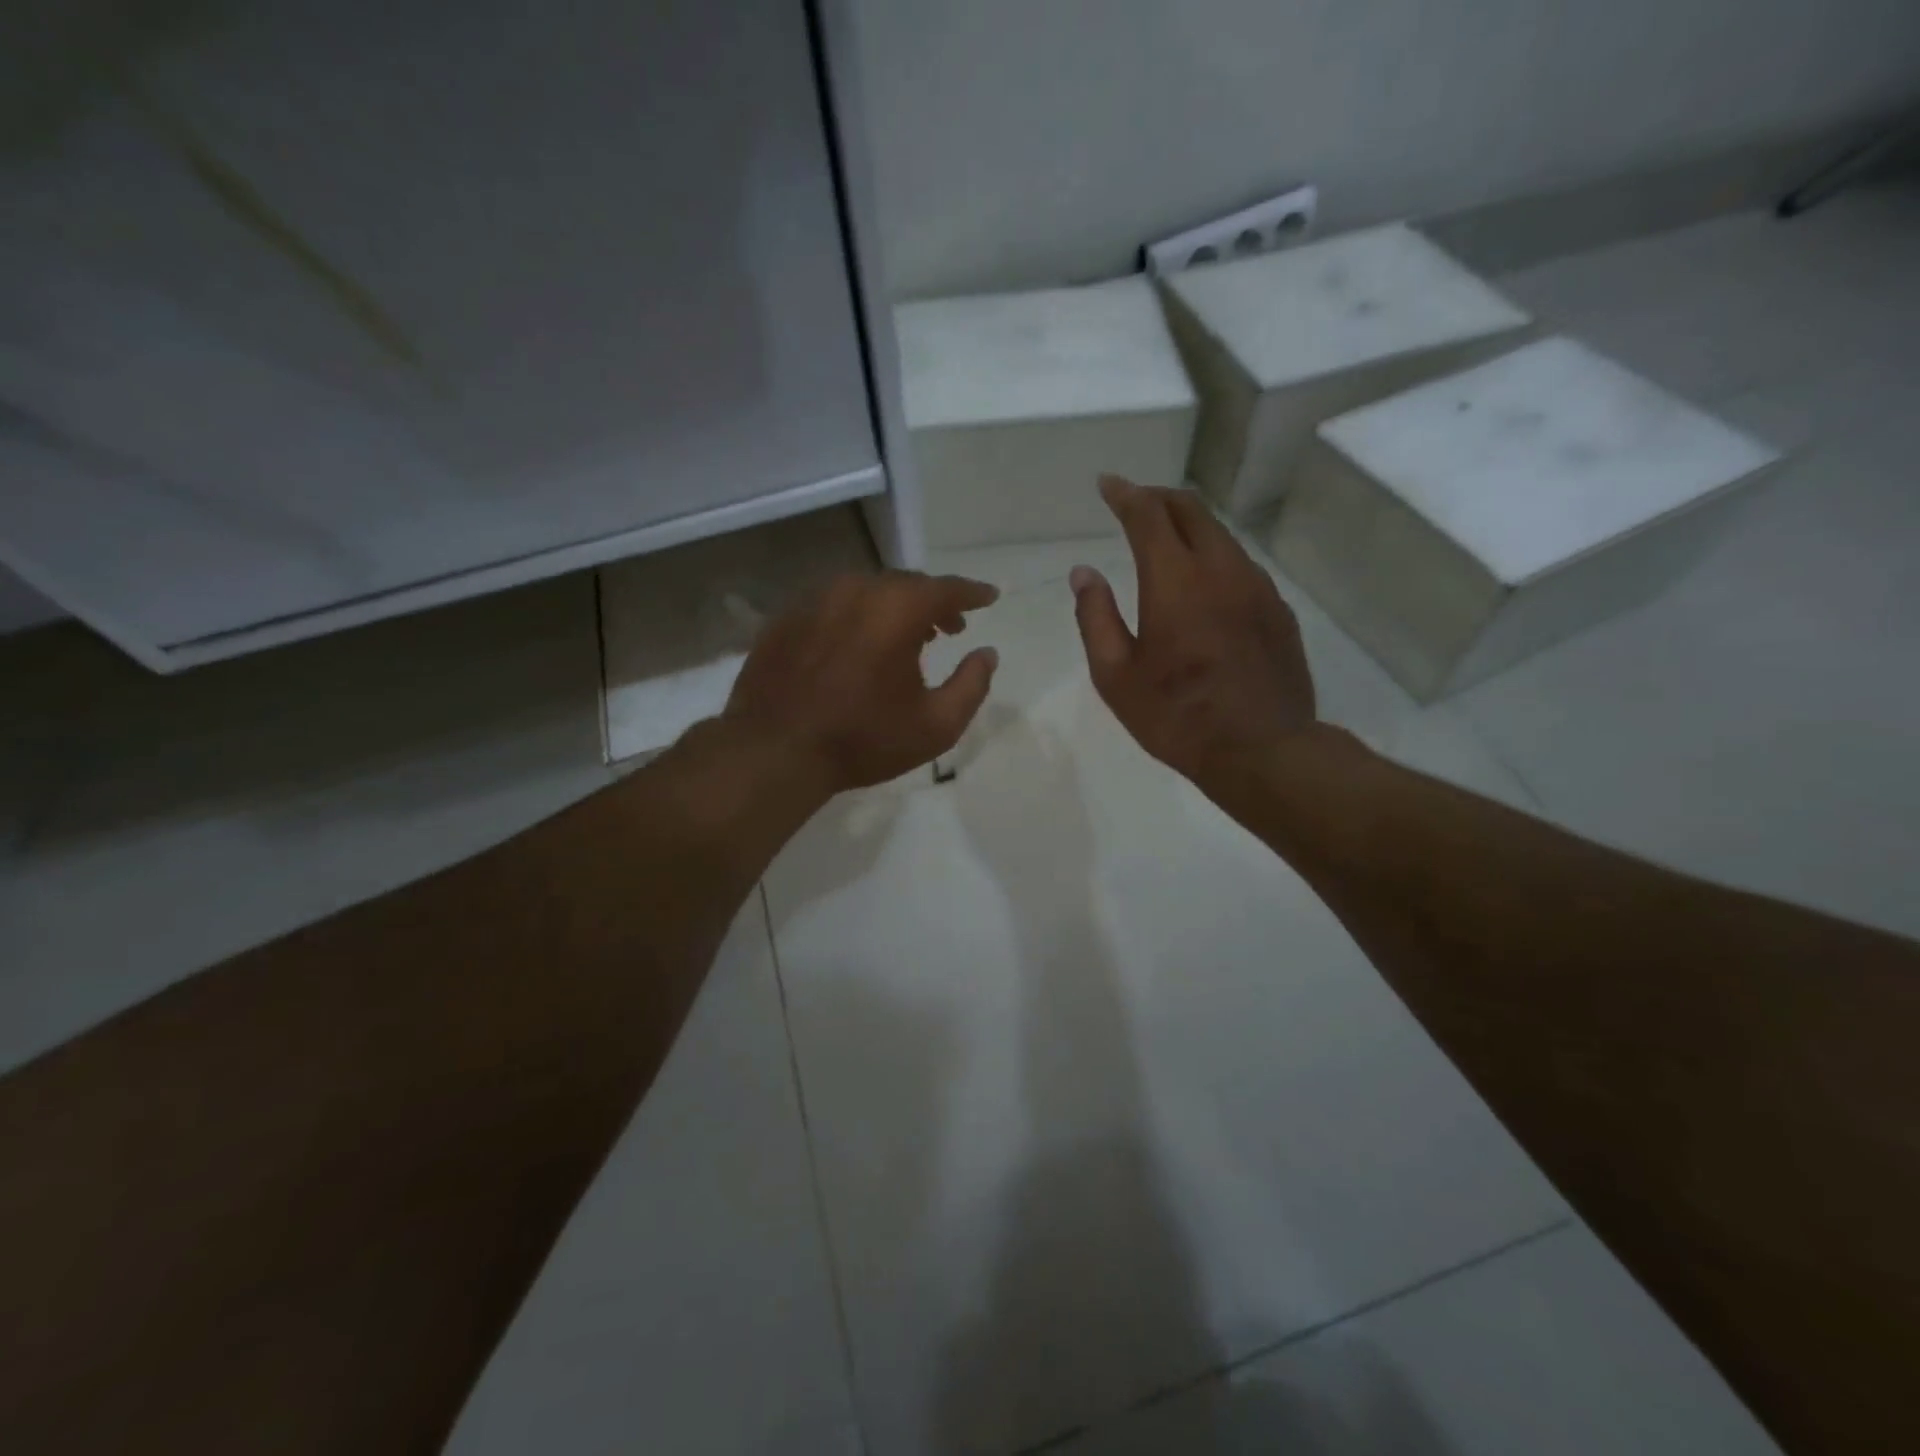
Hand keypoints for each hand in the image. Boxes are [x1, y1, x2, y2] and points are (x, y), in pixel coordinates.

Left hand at [723, 570, 999, 793]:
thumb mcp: (936, 725)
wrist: (776, 751)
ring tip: (905, 637)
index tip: (989, 597)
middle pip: (906, 584)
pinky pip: (833, 606)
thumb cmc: (864, 739)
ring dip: (893, 608)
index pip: (946, 588)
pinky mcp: (786, 617)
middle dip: (933, 602)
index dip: (973, 592)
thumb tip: (987, 653)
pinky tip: (857, 646)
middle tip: (948, 627)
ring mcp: (815, 600)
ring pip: (867, 591)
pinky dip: (856, 617)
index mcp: (897, 609)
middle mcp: (856, 590)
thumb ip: (972, 684)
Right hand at [1070, 476, 1316, 790]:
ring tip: (1165, 536)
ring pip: (1221, 535)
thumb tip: (1084, 573)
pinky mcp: (1278, 609)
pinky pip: (1241, 564)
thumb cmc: (1177, 716)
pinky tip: (1203, 580)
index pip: (1148, 516)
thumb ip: (1096, 617)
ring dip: (1189, 524)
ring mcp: (1257, 587)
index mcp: (1175, 582)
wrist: (1262, 750)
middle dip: (1158, 498)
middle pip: (1191, 510)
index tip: (1107, 484)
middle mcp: (1221, 570)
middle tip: (1134, 502)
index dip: (1125, 494)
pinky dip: (1214, 554)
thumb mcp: (1116, 676)